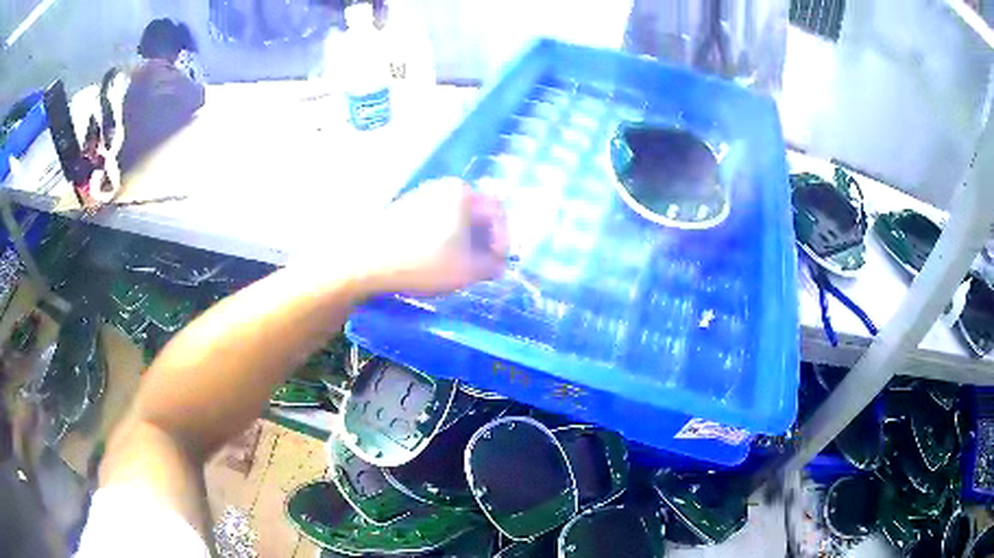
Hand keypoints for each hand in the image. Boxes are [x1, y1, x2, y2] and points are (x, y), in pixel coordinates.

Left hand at [361, 178, 507, 295]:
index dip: (503, 240)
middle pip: (476, 212)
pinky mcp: (405, 208)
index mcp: (463, 193)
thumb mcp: (467, 270)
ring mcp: (421, 194)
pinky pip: (435, 220)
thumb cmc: (423, 262)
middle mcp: (444, 186)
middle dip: (483, 241)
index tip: (498, 264)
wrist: (367, 261)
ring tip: (459, 266)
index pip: (497, 212)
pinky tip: (436, 259)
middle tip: (482, 266)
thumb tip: (498, 265)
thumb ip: (491, 266)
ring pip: (455, 217)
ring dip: (464, 241)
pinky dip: (444, 238)